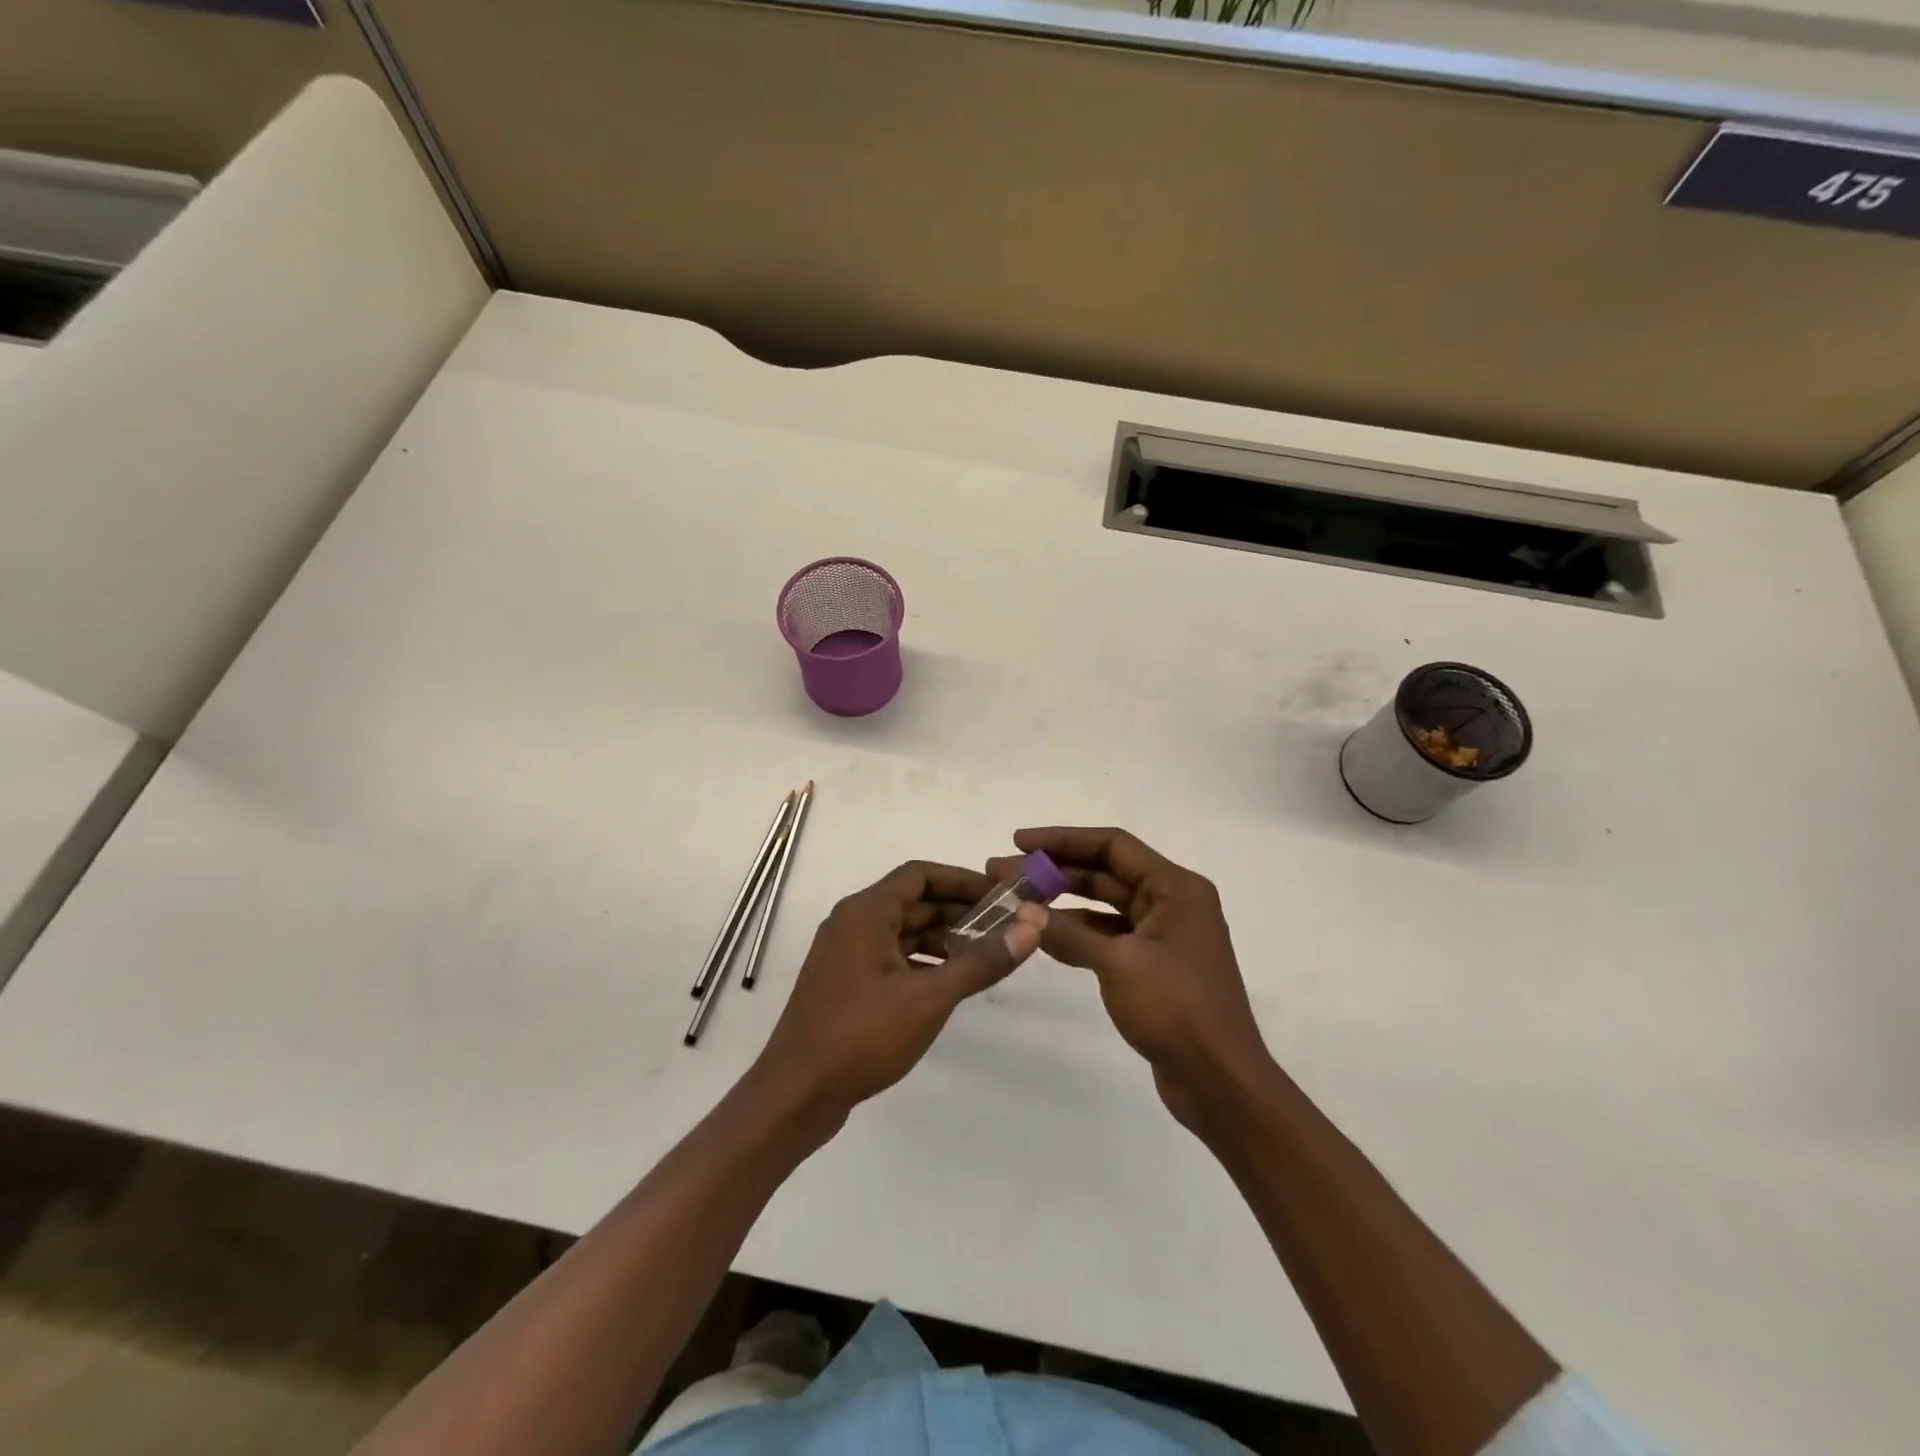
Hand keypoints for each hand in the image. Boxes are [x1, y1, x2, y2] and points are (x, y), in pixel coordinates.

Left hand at [753, 861, 1046, 1125]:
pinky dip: (921, 960)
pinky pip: (890, 955)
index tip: (1000, 895)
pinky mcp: (845, 982)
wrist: (796, 1095)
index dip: (962, 880)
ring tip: (984, 954)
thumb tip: (1032, 925)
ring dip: (941, 937)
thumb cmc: (861, 1036)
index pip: (920, 874)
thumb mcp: (930, 998)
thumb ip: (981, 960)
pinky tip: (948, 981)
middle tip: (1002, 927)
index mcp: (865, 913)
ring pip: (902, 930)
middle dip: (957, 911)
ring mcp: (845, 954)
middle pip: (912, 901)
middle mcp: (852, 923)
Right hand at [989, 828, 1271, 1131]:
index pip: (1112, 846)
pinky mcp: (1152, 965)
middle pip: (1105, 872)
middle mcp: (1172, 902)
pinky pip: (1108, 937)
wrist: (1220, 1082)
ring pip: (1103, 905)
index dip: (1063, 839)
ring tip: (1014, 902)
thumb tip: (1022, 911)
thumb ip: (1068, 933)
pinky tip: (1041, 937)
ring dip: (1061, 903)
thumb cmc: (1176, 1009)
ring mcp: (1162, 935)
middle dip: (1054, 871)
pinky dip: (1076, 935)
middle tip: (1003, 873)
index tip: (1019, 841)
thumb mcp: (1118, 964)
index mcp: (1176, 888)